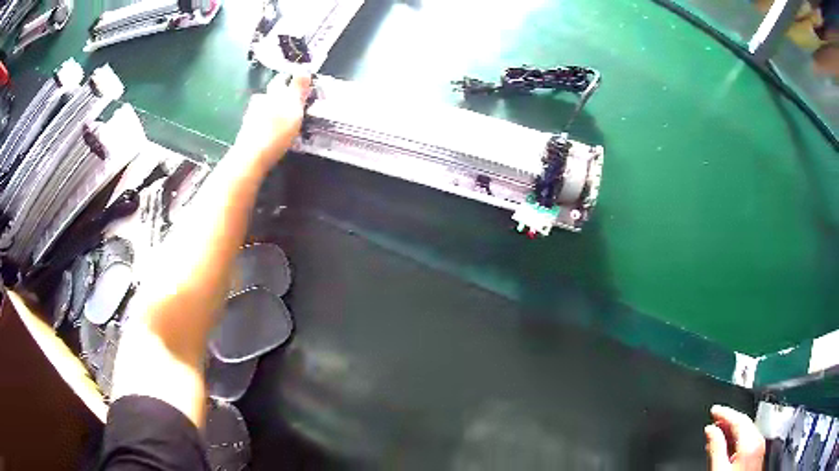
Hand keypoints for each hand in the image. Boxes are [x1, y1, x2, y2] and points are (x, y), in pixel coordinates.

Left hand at [234, 73, 312, 169]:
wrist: (252, 157)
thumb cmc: (276, 131)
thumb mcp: (293, 106)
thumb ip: (298, 88)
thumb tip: (304, 69)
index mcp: (273, 92)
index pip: (282, 79)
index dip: (291, 80)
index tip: (300, 84)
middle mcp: (260, 100)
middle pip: (271, 93)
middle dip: (280, 95)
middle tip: (293, 102)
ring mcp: (251, 116)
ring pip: (264, 107)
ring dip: (272, 110)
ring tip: (283, 119)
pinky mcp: (247, 131)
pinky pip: (259, 122)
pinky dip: (266, 124)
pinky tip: (271, 131)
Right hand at [705, 405, 764, 470]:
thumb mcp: (719, 469)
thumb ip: (716, 449)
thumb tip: (710, 430)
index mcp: (751, 443)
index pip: (739, 419)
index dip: (725, 413)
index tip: (715, 410)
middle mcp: (759, 441)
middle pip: (744, 424)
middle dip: (729, 420)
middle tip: (715, 419)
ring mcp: (760, 448)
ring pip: (747, 432)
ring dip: (733, 430)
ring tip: (719, 431)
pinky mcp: (758, 454)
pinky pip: (749, 441)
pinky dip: (738, 439)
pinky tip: (729, 445)